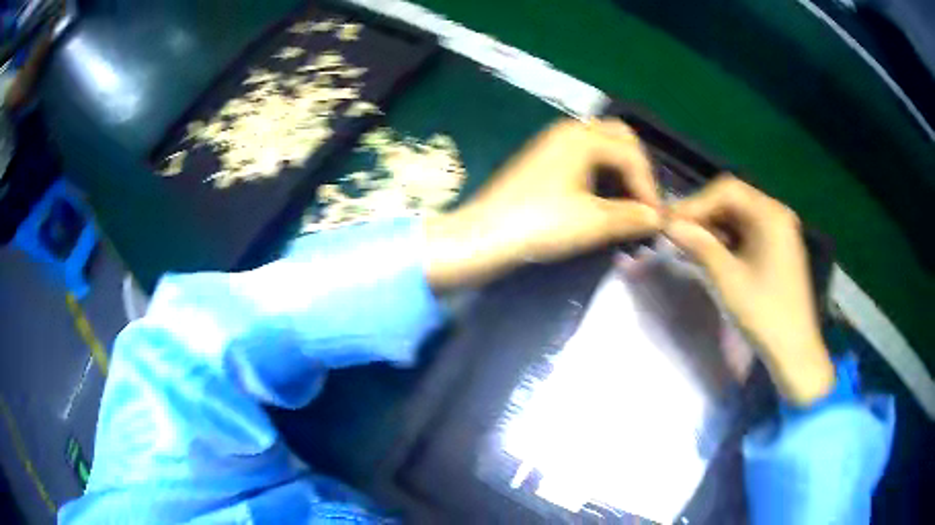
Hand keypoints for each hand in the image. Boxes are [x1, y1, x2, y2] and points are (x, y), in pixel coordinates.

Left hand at [425, 118, 661, 288]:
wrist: (484, 236)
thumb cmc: (539, 225)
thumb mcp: (593, 222)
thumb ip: (631, 217)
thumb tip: (657, 218)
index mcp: (583, 138)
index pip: (632, 154)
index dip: (649, 186)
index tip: (656, 218)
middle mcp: (569, 131)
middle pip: (620, 138)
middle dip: (638, 168)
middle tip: (643, 202)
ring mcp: (553, 142)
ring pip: (602, 144)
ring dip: (620, 168)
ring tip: (628, 201)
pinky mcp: (544, 159)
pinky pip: (584, 155)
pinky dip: (602, 171)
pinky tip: (603, 196)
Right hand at [665, 176, 834, 405]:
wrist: (794, 351)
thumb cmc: (764, 314)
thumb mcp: (728, 279)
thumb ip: (699, 246)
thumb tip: (669, 225)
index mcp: (770, 215)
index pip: (727, 190)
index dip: (695, 203)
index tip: (668, 222)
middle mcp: (777, 214)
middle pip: (733, 199)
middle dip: (702, 213)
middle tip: (674, 232)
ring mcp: (779, 231)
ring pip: (738, 216)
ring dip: (712, 226)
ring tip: (687, 243)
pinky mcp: (777, 248)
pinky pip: (747, 232)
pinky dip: (726, 239)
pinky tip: (709, 252)